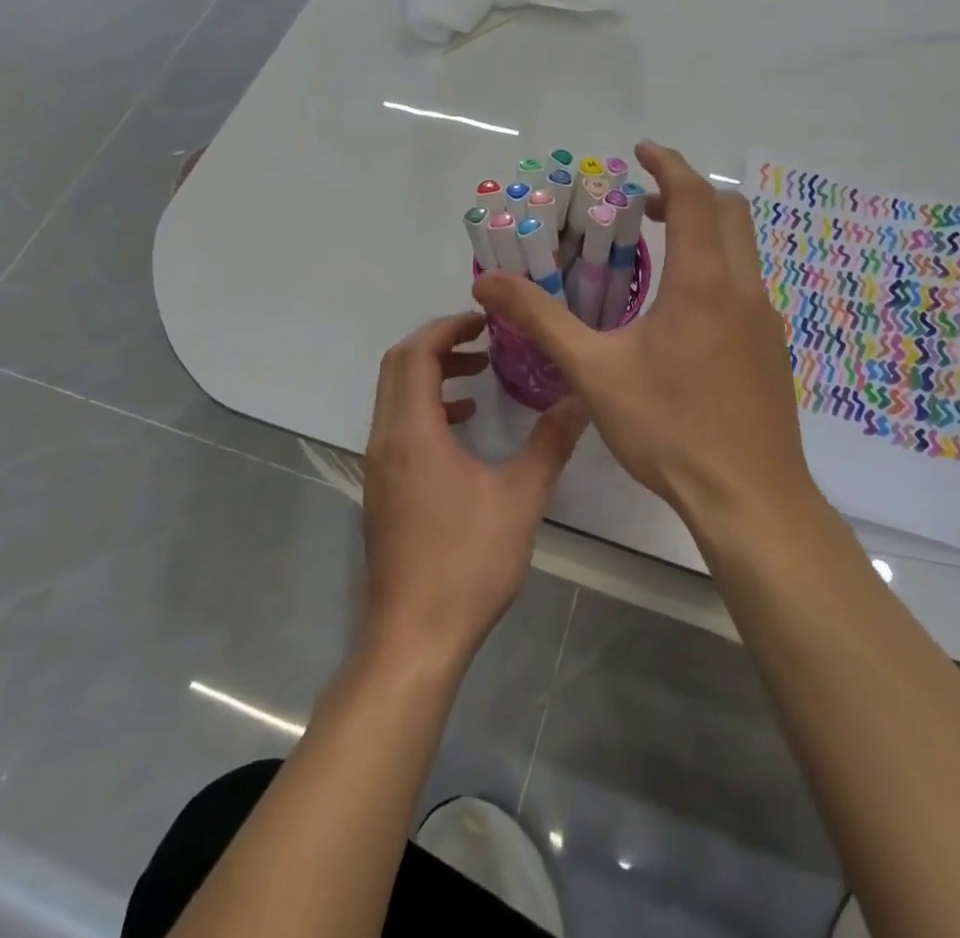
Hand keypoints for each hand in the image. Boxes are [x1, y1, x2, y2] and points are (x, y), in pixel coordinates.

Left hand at [361, 311, 587, 669]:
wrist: (414, 638)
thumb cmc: (466, 564)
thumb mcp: (520, 500)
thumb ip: (550, 443)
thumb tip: (580, 399)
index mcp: (412, 433)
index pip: (416, 354)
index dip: (447, 327)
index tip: (485, 320)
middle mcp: (385, 440)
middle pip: (398, 367)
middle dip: (439, 344)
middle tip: (483, 339)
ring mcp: (379, 466)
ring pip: (396, 396)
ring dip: (432, 376)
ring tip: (481, 377)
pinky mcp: (382, 489)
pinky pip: (398, 426)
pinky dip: (427, 409)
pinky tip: (464, 427)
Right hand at [472, 143, 812, 531]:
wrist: (749, 498)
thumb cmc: (669, 429)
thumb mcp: (594, 372)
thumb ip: (542, 319)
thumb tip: (486, 284)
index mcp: (703, 282)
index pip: (694, 197)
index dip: (667, 165)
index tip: (639, 151)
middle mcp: (743, 289)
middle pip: (729, 212)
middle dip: (687, 194)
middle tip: (643, 206)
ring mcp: (766, 320)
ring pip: (743, 249)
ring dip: (705, 231)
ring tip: (658, 251)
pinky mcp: (772, 349)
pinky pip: (746, 285)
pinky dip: (717, 268)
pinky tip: (683, 313)